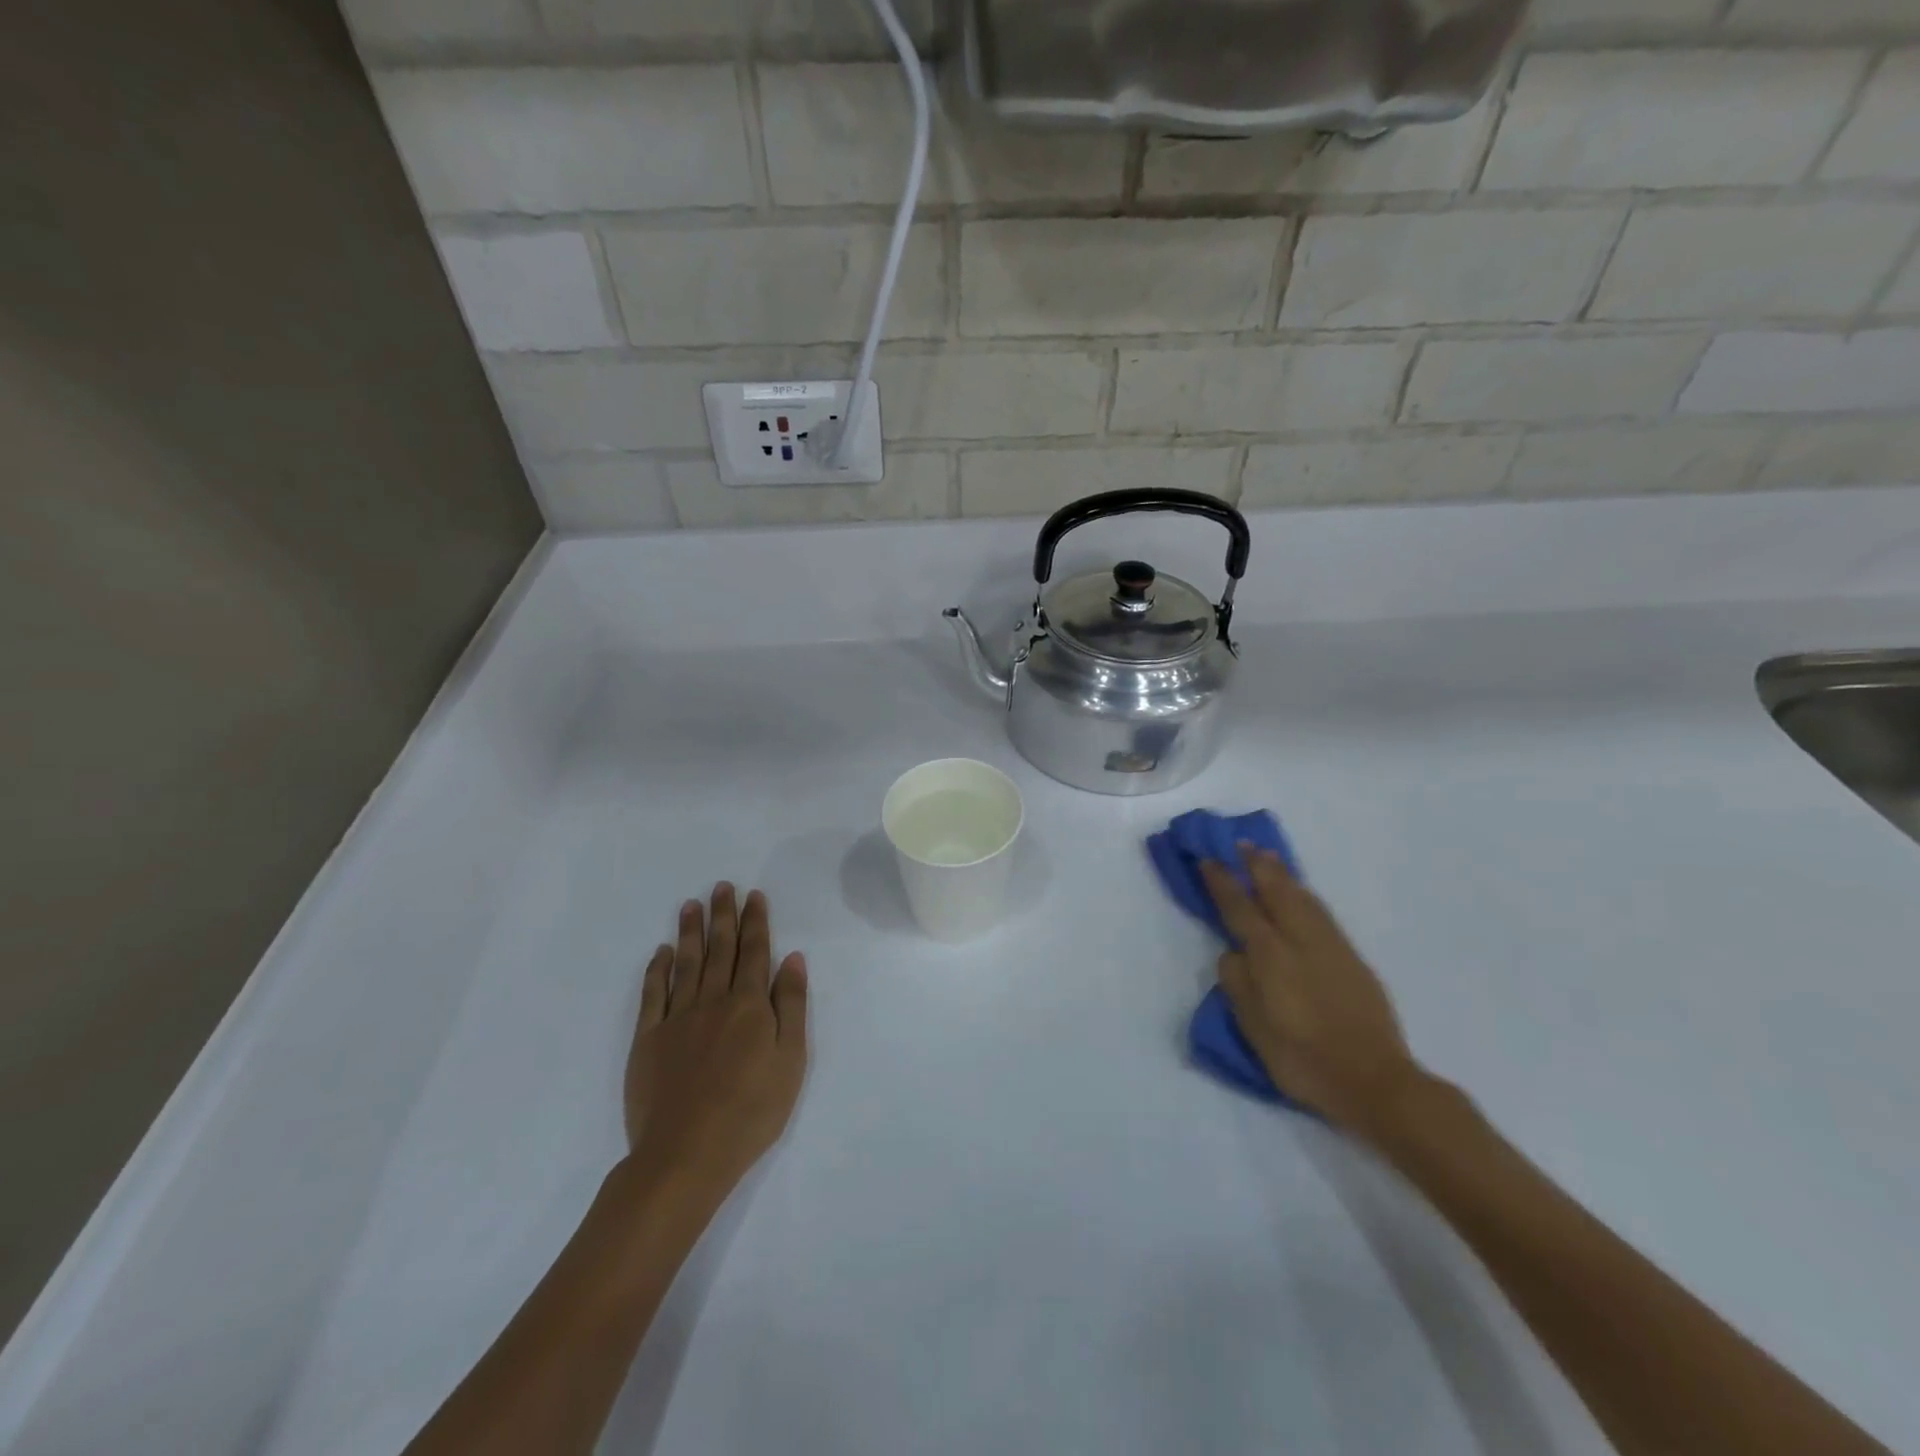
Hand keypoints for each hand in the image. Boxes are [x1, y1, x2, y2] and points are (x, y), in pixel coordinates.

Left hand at [623, 884, 809, 1205]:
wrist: (687, 1154)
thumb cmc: (752, 1110)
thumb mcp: (791, 1059)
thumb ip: (791, 1005)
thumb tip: (793, 958)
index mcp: (749, 1005)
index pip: (755, 952)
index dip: (755, 922)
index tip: (753, 895)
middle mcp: (713, 1000)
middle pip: (720, 949)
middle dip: (723, 916)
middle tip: (722, 886)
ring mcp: (677, 1018)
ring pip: (686, 963)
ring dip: (690, 932)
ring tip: (691, 904)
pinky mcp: (648, 1039)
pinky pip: (653, 994)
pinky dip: (658, 970)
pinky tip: (662, 952)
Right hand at [1200, 849, 1422, 1137]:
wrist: (1376, 1082)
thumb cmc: (1303, 1059)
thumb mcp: (1254, 1028)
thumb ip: (1237, 983)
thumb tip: (1233, 953)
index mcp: (1271, 956)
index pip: (1240, 908)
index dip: (1222, 883)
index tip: (1208, 860)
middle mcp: (1301, 941)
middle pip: (1276, 892)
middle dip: (1256, 866)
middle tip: (1241, 844)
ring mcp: (1331, 947)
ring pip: (1303, 898)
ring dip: (1282, 874)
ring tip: (1269, 858)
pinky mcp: (1352, 958)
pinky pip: (1322, 912)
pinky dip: (1305, 894)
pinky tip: (1301, 894)